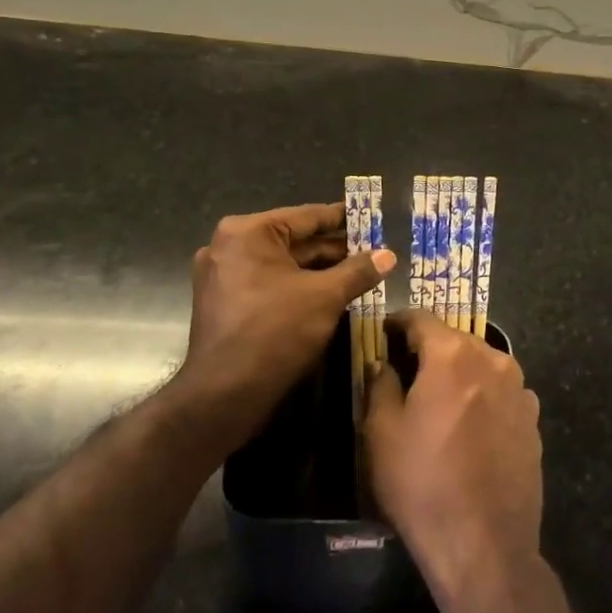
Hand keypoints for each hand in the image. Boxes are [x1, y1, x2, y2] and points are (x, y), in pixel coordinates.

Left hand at [174, 203, 394, 441]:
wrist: (224, 395)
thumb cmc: (275, 332)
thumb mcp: (325, 297)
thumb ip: (358, 271)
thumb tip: (389, 255)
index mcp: (248, 232)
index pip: (307, 216)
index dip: (343, 218)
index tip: (371, 217)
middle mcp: (230, 246)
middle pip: (294, 240)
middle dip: (334, 248)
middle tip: (373, 250)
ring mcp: (222, 275)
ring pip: (283, 264)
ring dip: (319, 270)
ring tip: (359, 272)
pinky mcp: (224, 302)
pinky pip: (269, 283)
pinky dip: (297, 286)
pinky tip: (329, 294)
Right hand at [366, 310, 542, 605]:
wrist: (484, 544)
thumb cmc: (423, 483)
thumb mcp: (382, 432)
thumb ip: (381, 384)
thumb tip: (383, 362)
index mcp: (452, 355)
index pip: (421, 319)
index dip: (398, 322)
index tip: (384, 331)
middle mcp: (492, 360)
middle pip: (455, 338)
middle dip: (430, 346)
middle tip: (407, 366)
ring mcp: (519, 389)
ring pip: (482, 363)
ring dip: (460, 369)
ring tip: (440, 395)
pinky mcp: (534, 419)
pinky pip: (502, 390)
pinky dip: (484, 394)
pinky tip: (471, 422)